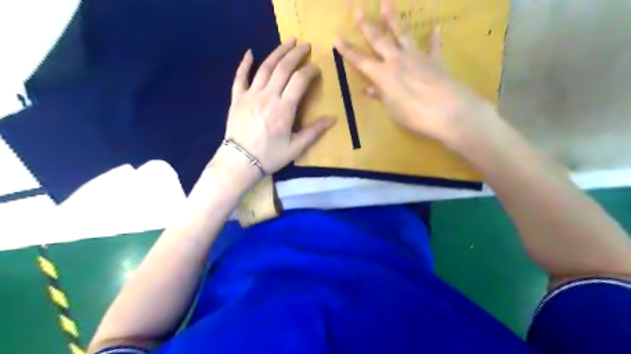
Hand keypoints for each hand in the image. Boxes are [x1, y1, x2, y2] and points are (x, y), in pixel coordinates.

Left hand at [215, 40, 334, 181]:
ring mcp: (250, 95)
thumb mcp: (295, 148)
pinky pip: (240, 77)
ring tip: (288, 42)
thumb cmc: (270, 156)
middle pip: (283, 68)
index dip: (310, 71)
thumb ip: (314, 131)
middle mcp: (268, 96)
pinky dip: (245, 63)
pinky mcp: (237, 98)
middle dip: (296, 54)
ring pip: (265, 67)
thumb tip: (333, 118)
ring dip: (277, 52)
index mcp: (284, 108)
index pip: (299, 81)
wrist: (240, 162)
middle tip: (305, 45)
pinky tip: (249, 52)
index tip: (316, 68)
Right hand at [335, 0, 503, 148]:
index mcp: (383, 74)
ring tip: (386, 3)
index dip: (348, 50)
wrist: (446, 111)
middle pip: (379, 40)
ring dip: (393, 19)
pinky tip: (436, 26)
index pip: (360, 60)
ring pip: (402, 34)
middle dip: (366, 24)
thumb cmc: (413, 114)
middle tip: (357, 8)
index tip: (337, 38)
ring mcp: (416, 57)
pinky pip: (433, 46)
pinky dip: (434, 37)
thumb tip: (369, 89)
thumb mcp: (392, 108)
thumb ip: (381, 94)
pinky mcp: (435, 61)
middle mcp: (397, 60)